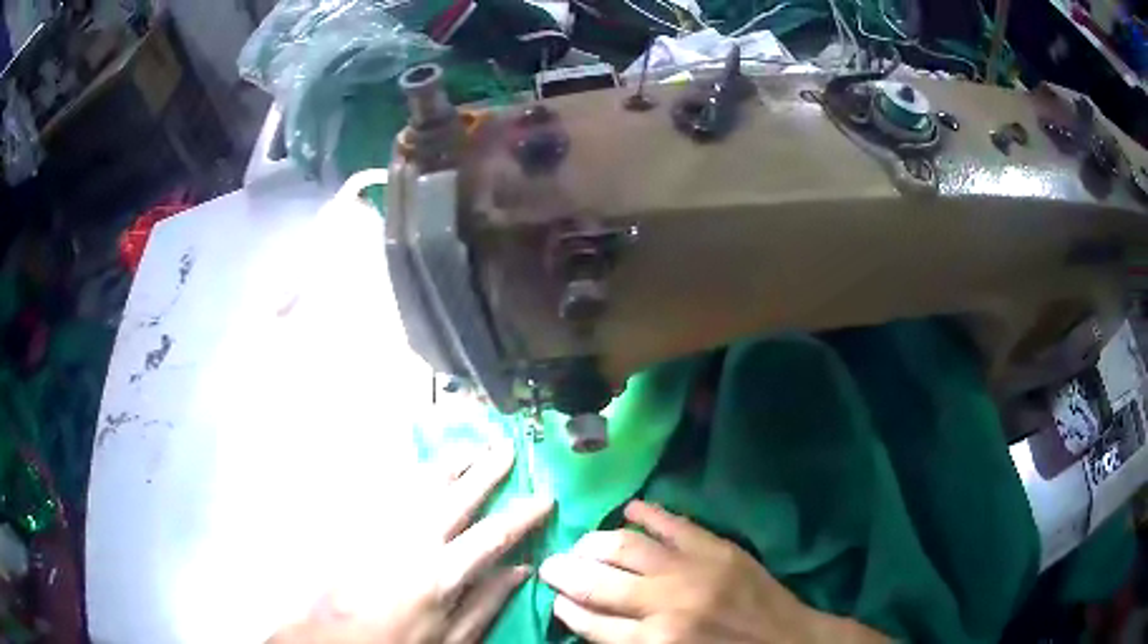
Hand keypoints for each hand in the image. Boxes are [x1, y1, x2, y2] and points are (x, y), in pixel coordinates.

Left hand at [270, 443, 552, 643]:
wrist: (334, 637)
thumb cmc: (398, 642)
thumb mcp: (452, 638)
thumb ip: (487, 603)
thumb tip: (521, 570)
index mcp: (441, 574)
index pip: (493, 534)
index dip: (524, 513)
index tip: (545, 496)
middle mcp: (412, 542)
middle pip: (456, 495)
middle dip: (486, 469)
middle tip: (507, 448)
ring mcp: (381, 528)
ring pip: (420, 484)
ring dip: (449, 463)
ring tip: (469, 447)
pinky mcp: (359, 524)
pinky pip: (387, 488)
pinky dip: (410, 472)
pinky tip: (420, 467)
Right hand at [539, 500, 886, 643]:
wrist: (788, 643)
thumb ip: (626, 643)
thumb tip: (585, 617)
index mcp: (655, 642)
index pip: (589, 621)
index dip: (565, 607)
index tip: (553, 598)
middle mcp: (666, 604)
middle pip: (597, 581)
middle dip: (565, 572)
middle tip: (552, 565)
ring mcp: (694, 570)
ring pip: (625, 546)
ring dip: (595, 543)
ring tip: (581, 544)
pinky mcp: (718, 548)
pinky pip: (672, 523)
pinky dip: (646, 513)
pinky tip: (628, 510)